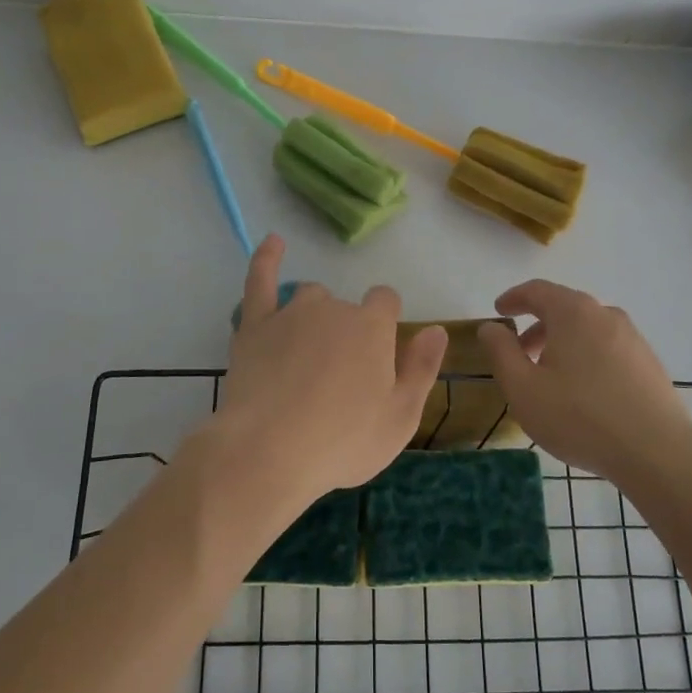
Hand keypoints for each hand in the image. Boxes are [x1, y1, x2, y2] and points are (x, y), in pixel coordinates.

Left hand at [212, 235, 446, 509]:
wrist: (268, 452)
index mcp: (372, 327)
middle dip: (348, 331)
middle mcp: (334, 309)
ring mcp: (290, 313)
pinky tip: (274, 241)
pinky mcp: (254, 325)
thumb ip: (422, 369)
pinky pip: (260, 279)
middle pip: (347, 306)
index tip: (379, 355)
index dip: (385, 322)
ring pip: (310, 296)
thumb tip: (437, 329)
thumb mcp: (401, 417)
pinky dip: (267, 258)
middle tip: (339, 379)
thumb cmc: (343, 442)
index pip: (386, 301)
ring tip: (307, 355)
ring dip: (315, 314)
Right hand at [478, 280, 691, 483]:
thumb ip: (500, 352)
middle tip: (519, 352)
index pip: (537, 290)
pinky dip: (586, 357)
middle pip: (564, 308)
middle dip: (537, 326)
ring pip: (587, 329)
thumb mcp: (523, 388)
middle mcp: (605, 315)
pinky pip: (607, 348)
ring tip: (549, 377)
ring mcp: (632, 338)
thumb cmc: (579, 417)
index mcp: (573, 312)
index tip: (499, 311)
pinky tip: (583, 392)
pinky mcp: (649, 363)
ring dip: (562, 343)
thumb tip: (491, 327)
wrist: (657, 453)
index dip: (514, 298)